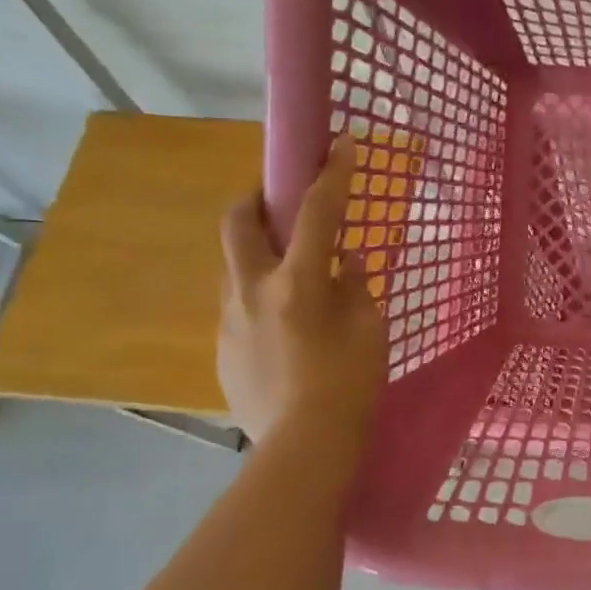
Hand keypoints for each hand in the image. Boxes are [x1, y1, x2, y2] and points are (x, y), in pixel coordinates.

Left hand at [218, 134, 387, 444]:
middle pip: (238, 223)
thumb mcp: (369, 330)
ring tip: (289, 277)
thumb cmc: (350, 385)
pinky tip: (283, 330)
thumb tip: (344, 263)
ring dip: (257, 255)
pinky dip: (259, 299)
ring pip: (234, 267)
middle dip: (256, 199)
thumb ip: (355, 288)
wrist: (303, 447)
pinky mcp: (221, 348)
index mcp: (298, 282)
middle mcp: (252, 290)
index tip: (340, 142)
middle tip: (276, 201)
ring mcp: (229, 319)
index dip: (332, 173)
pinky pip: (237, 307)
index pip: (318, 212)